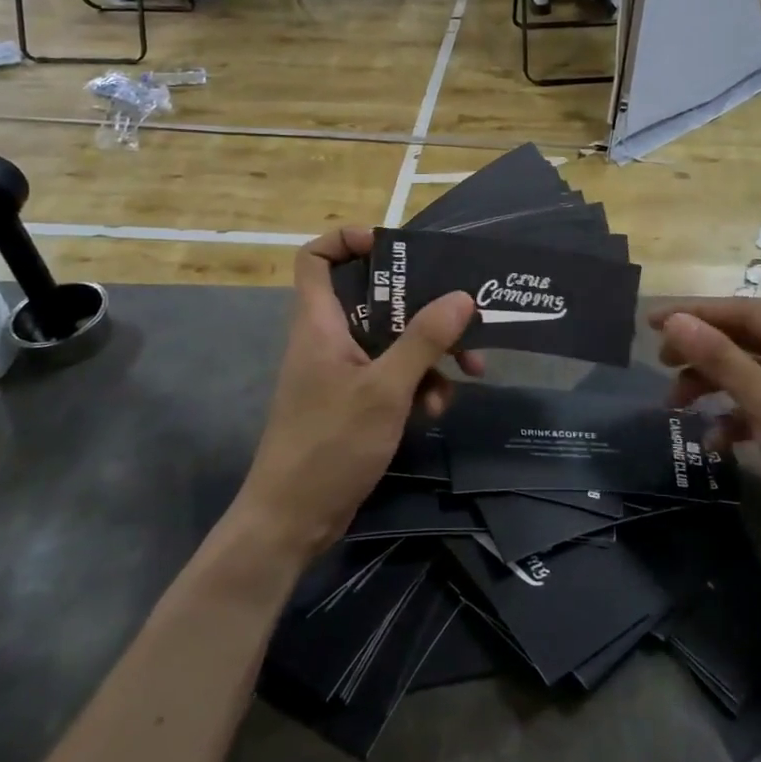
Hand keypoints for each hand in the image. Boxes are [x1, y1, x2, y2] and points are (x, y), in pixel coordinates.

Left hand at [236, 228, 480, 559]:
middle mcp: (330, 338)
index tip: (393, 248)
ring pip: (392, 339)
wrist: (292, 521)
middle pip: (374, 297)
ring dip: (430, 353)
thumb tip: (462, 295)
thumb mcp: (385, 389)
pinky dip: (418, 385)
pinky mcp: (355, 401)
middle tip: (463, 316)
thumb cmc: (329, 445)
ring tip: (468, 374)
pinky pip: (393, 375)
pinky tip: (436, 409)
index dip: (347, 240)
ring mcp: (342, 371)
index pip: (316, 258)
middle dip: (423, 307)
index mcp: (320, 322)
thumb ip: (423, 340)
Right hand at [651, 303, 760, 570]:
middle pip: (745, 343)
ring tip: (675, 405)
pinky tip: (715, 442)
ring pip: (750, 376)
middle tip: (662, 365)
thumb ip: (720, 359)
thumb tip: (674, 321)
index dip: (695, 315)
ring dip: (713, 388)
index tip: (652, 323)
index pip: (744, 313)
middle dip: (702, 355)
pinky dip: (736, 419)